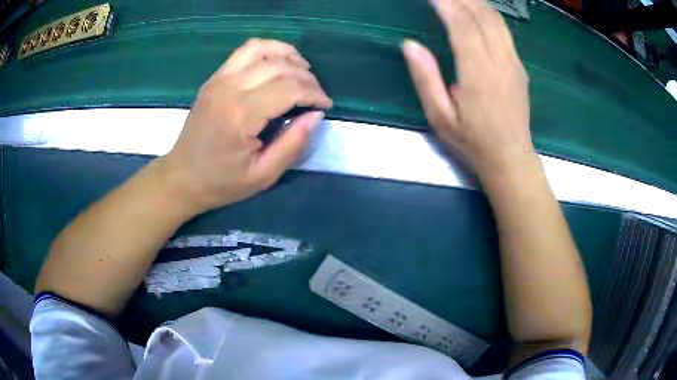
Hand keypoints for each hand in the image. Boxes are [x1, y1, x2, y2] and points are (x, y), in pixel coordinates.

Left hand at [161, 38, 331, 213]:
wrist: (182, 177)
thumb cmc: (221, 182)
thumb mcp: (263, 175)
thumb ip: (293, 144)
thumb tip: (316, 115)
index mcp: (241, 115)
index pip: (289, 89)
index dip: (314, 94)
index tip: (325, 106)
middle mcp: (229, 88)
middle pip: (279, 66)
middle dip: (307, 77)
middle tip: (317, 95)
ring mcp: (219, 79)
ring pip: (262, 49)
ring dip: (289, 55)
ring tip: (303, 72)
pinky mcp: (214, 77)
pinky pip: (245, 50)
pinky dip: (268, 50)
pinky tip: (278, 64)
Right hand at [402, 0, 533, 178]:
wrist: (511, 158)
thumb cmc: (472, 142)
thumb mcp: (440, 117)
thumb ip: (425, 79)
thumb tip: (410, 44)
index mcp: (478, 75)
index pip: (462, 26)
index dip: (446, 5)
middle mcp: (500, 63)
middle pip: (483, 17)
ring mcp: (514, 64)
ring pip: (497, 21)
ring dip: (477, 3)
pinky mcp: (520, 67)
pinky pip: (505, 31)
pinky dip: (489, 14)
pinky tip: (478, 10)